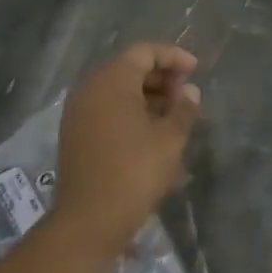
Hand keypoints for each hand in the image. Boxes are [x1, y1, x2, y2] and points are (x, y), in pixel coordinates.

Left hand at [51, 43, 201, 252]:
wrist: (89, 220)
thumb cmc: (135, 173)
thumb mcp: (170, 140)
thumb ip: (183, 109)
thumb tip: (189, 91)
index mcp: (111, 81)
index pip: (144, 52)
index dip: (173, 57)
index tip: (196, 70)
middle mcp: (90, 90)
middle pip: (129, 70)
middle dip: (161, 79)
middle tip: (186, 96)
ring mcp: (78, 113)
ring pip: (117, 93)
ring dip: (147, 99)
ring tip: (174, 118)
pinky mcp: (75, 135)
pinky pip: (106, 112)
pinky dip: (130, 115)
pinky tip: (152, 135)